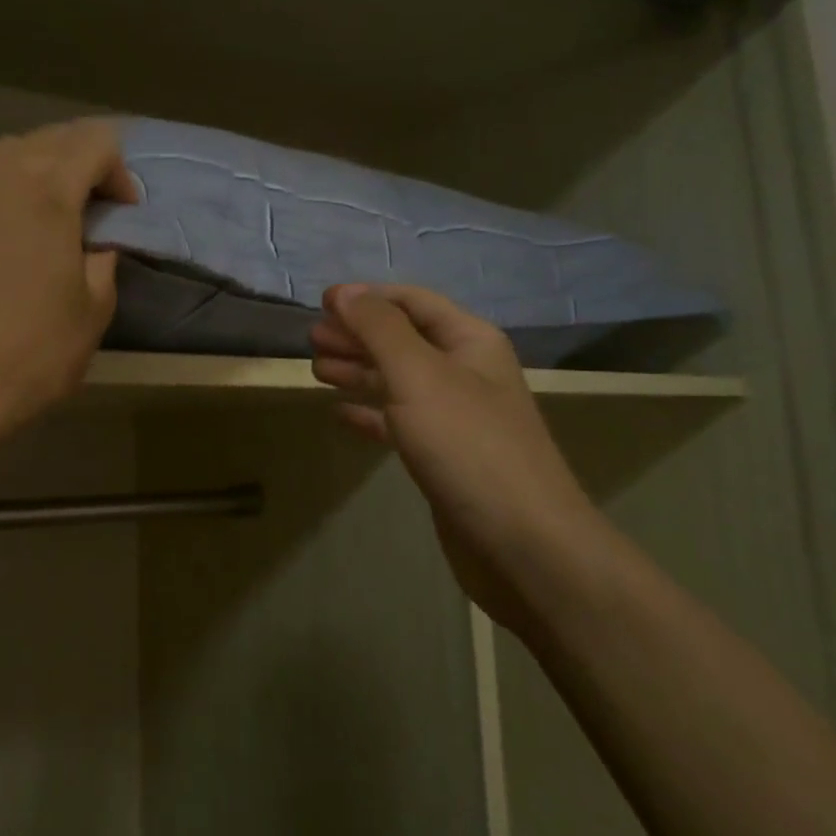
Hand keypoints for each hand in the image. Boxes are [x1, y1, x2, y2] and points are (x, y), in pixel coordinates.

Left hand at [0, 120, 138, 445]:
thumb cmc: (30, 353)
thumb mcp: (93, 308)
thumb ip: (103, 257)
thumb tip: (95, 242)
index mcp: (44, 187)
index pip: (96, 141)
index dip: (120, 173)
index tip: (124, 214)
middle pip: (52, 138)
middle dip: (83, 165)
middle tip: (96, 213)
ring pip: (11, 154)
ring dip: (43, 173)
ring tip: (54, 219)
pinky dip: (6, 190)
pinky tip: (11, 232)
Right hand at [311, 284, 608, 627]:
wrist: (523, 544)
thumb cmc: (467, 445)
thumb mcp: (418, 375)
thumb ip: (378, 329)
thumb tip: (344, 291)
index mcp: (469, 342)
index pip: (413, 302)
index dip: (368, 297)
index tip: (321, 302)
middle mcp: (465, 373)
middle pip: (403, 340)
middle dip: (358, 334)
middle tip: (312, 338)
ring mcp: (456, 418)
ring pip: (398, 381)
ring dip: (359, 371)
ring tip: (317, 368)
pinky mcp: (444, 457)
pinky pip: (400, 423)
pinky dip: (370, 414)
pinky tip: (341, 414)